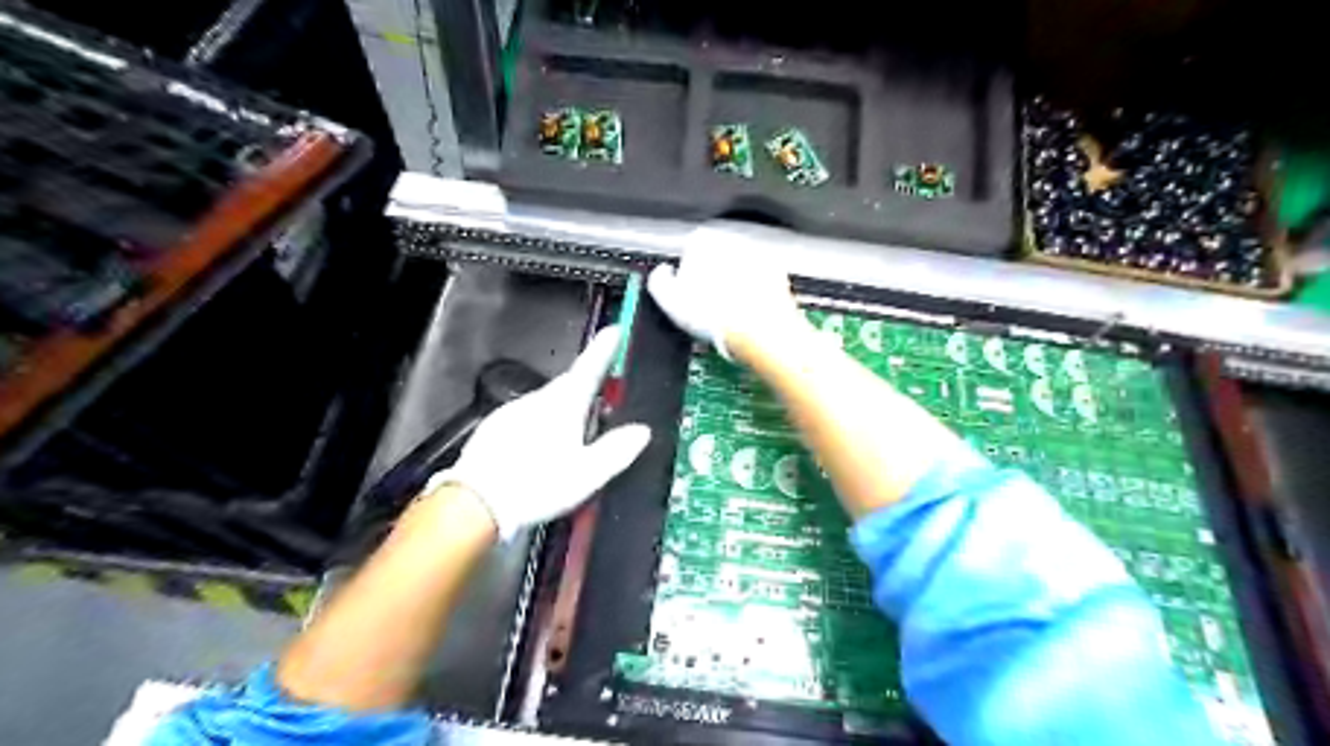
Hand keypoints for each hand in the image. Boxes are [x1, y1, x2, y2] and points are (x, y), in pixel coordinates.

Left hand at [427, 329, 650, 537]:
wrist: (476, 505)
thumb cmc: (536, 486)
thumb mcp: (588, 474)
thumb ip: (617, 450)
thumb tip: (642, 431)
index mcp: (562, 406)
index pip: (589, 368)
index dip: (604, 350)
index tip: (615, 331)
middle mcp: (535, 401)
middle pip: (568, 388)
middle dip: (586, 390)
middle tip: (603, 403)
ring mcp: (511, 414)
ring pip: (545, 404)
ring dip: (562, 413)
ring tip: (573, 440)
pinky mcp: (493, 430)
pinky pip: (525, 420)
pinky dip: (539, 427)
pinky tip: (540, 452)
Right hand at [644, 221, 799, 358]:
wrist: (759, 331)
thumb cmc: (714, 314)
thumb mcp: (668, 300)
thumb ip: (659, 281)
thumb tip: (661, 276)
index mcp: (704, 241)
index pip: (689, 251)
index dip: (686, 275)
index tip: (687, 294)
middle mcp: (734, 241)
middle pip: (717, 258)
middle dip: (713, 278)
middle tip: (707, 307)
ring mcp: (759, 257)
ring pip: (739, 270)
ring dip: (735, 286)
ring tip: (728, 316)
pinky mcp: (779, 276)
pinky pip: (760, 284)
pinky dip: (754, 296)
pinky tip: (747, 316)